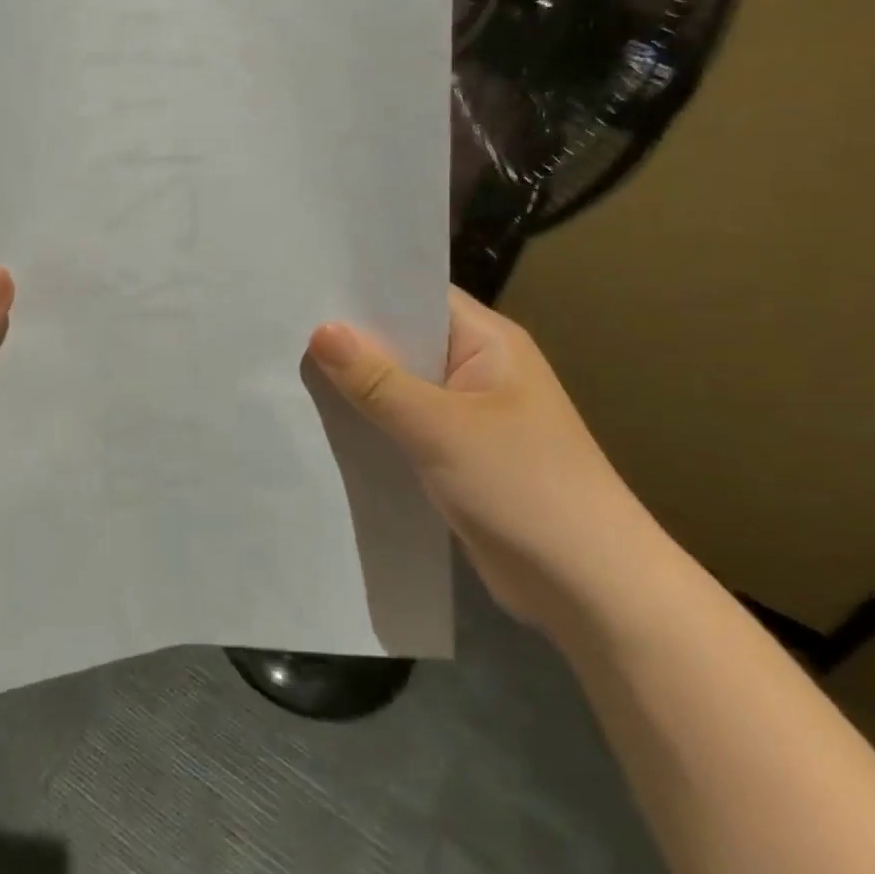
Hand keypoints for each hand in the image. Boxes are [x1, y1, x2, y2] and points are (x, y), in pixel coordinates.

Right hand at [308, 286, 657, 630]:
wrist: (591, 590)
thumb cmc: (524, 486)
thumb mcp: (441, 428)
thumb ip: (377, 380)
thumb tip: (320, 330)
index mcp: (488, 341)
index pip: (418, 294)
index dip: (365, 289)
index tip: (306, 284)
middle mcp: (477, 369)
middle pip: (404, 340)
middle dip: (351, 339)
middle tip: (283, 326)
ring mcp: (468, 415)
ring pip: (400, 386)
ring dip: (358, 385)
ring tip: (288, 368)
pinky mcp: (457, 456)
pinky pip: (404, 426)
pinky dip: (372, 423)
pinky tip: (323, 422)